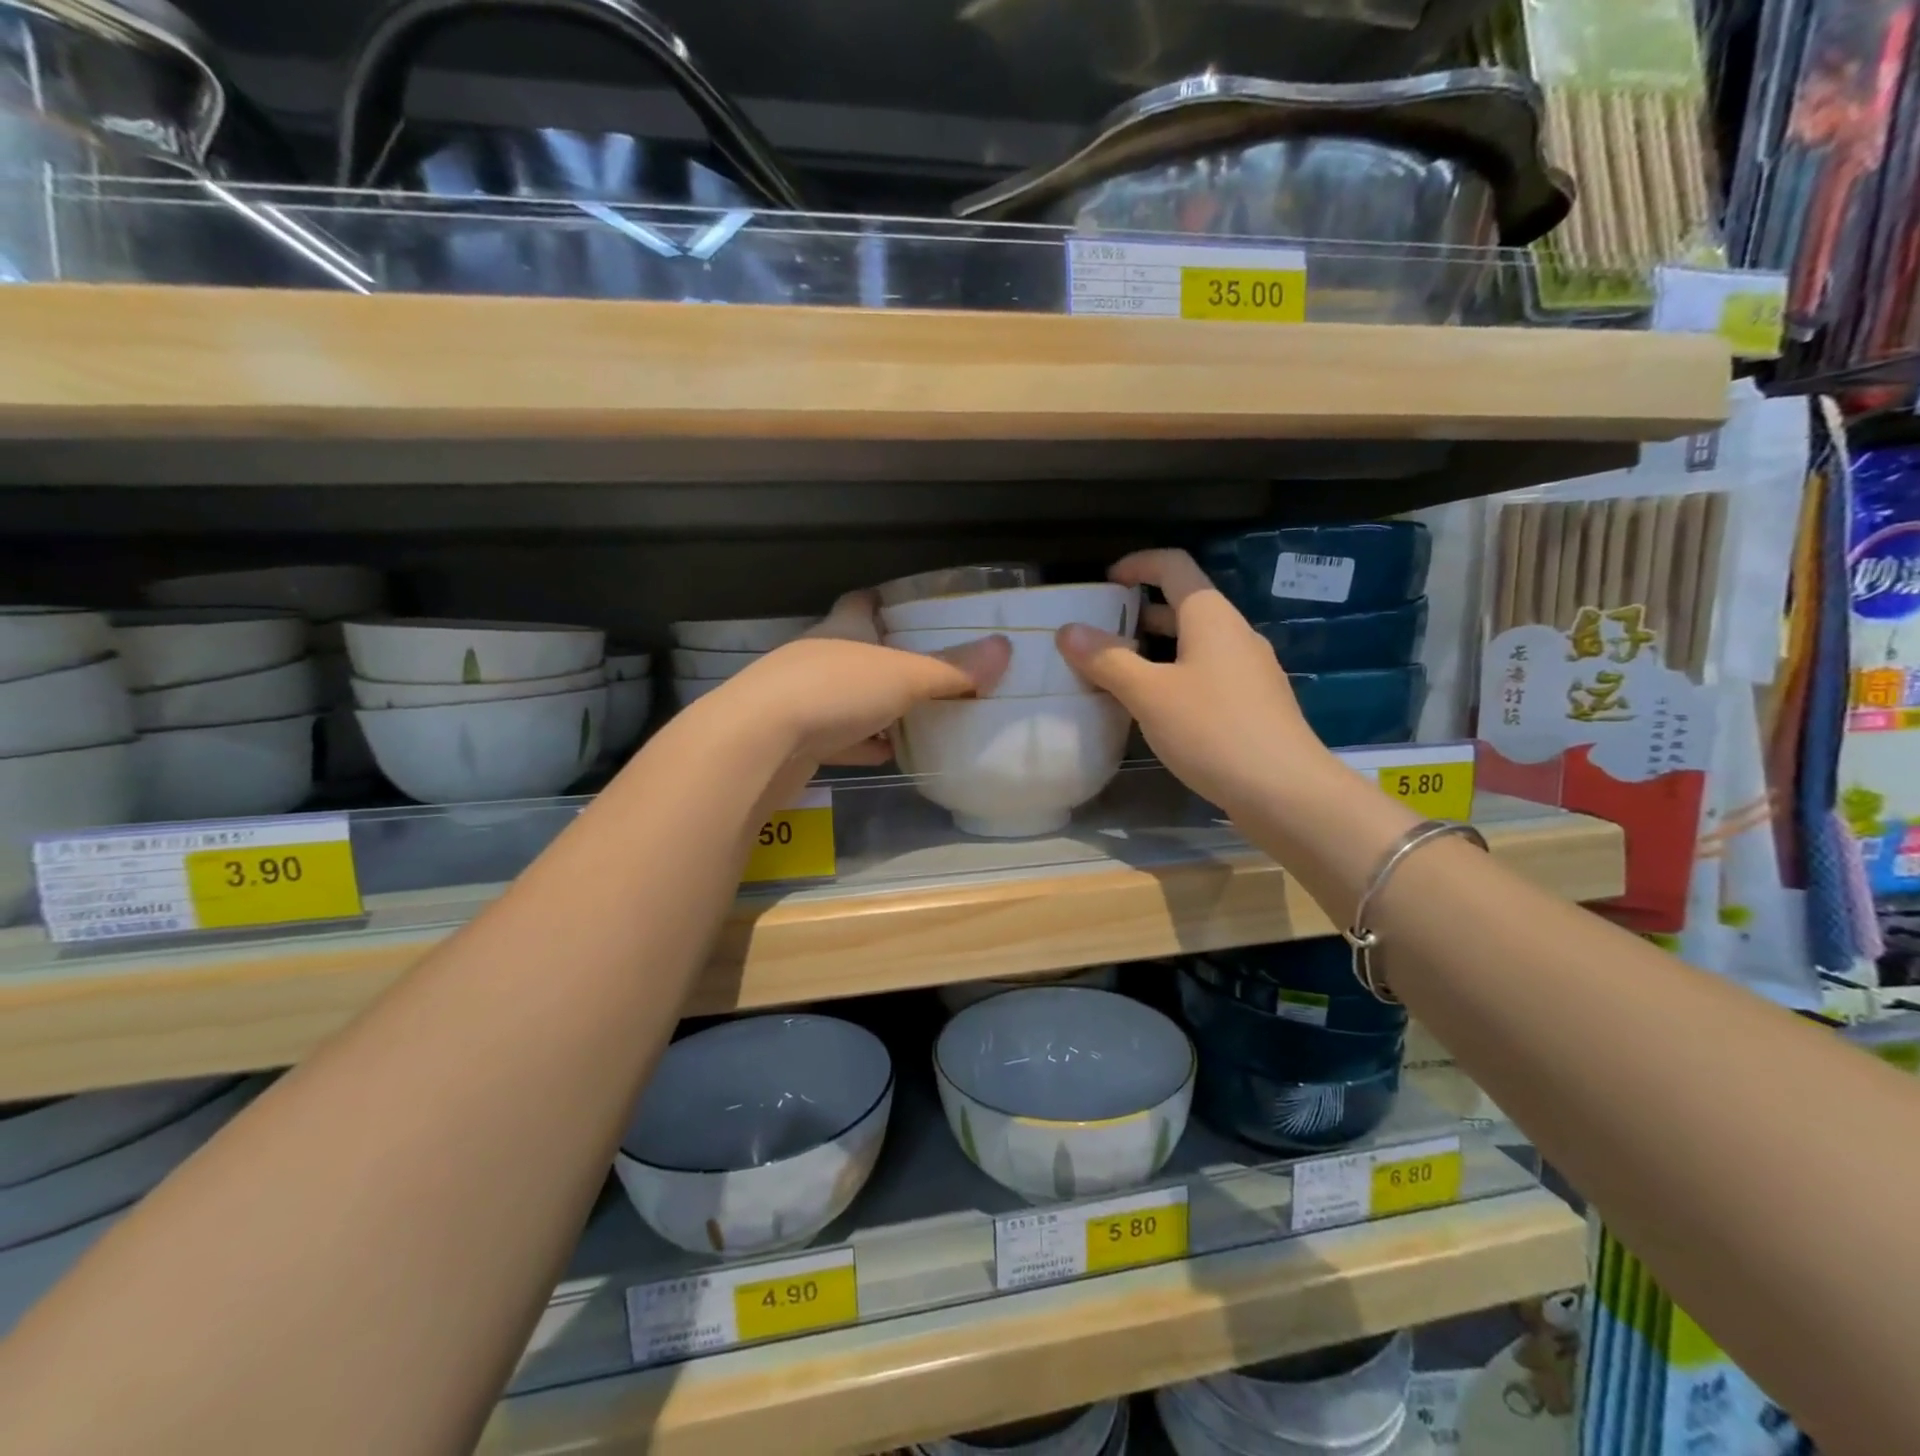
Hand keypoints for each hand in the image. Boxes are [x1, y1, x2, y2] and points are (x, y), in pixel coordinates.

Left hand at [726, 589, 1010, 768]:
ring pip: (845, 696)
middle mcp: (818, 655)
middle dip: (888, 659)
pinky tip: (882, 754)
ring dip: (874, 705)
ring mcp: (800, 697)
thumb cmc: (834, 691)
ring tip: (914, 715)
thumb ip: (952, 668)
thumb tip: (1004, 649)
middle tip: (929, 671)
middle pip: (857, 650)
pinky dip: (859, 743)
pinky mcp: (793, 738)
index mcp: (842, 628)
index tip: (913, 609)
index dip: (886, 602)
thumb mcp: (904, 676)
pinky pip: (835, 737)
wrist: (757, 744)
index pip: (862, 602)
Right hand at [1054, 549, 1330, 813]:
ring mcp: (1248, 669)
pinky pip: (1206, 673)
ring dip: (1154, 649)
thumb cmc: (1213, 730)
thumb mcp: (1149, 694)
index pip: (1174, 565)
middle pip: (1183, 605)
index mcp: (1211, 617)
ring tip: (1117, 673)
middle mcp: (1234, 634)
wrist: (1285, 791)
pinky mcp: (1253, 703)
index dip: (1137, 564)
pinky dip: (1174, 676)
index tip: (1105, 583)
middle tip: (1100, 635)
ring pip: (1194, 643)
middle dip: (1138, 614)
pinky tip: (1154, 709)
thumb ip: (1107, 660)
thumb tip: (1068, 631)